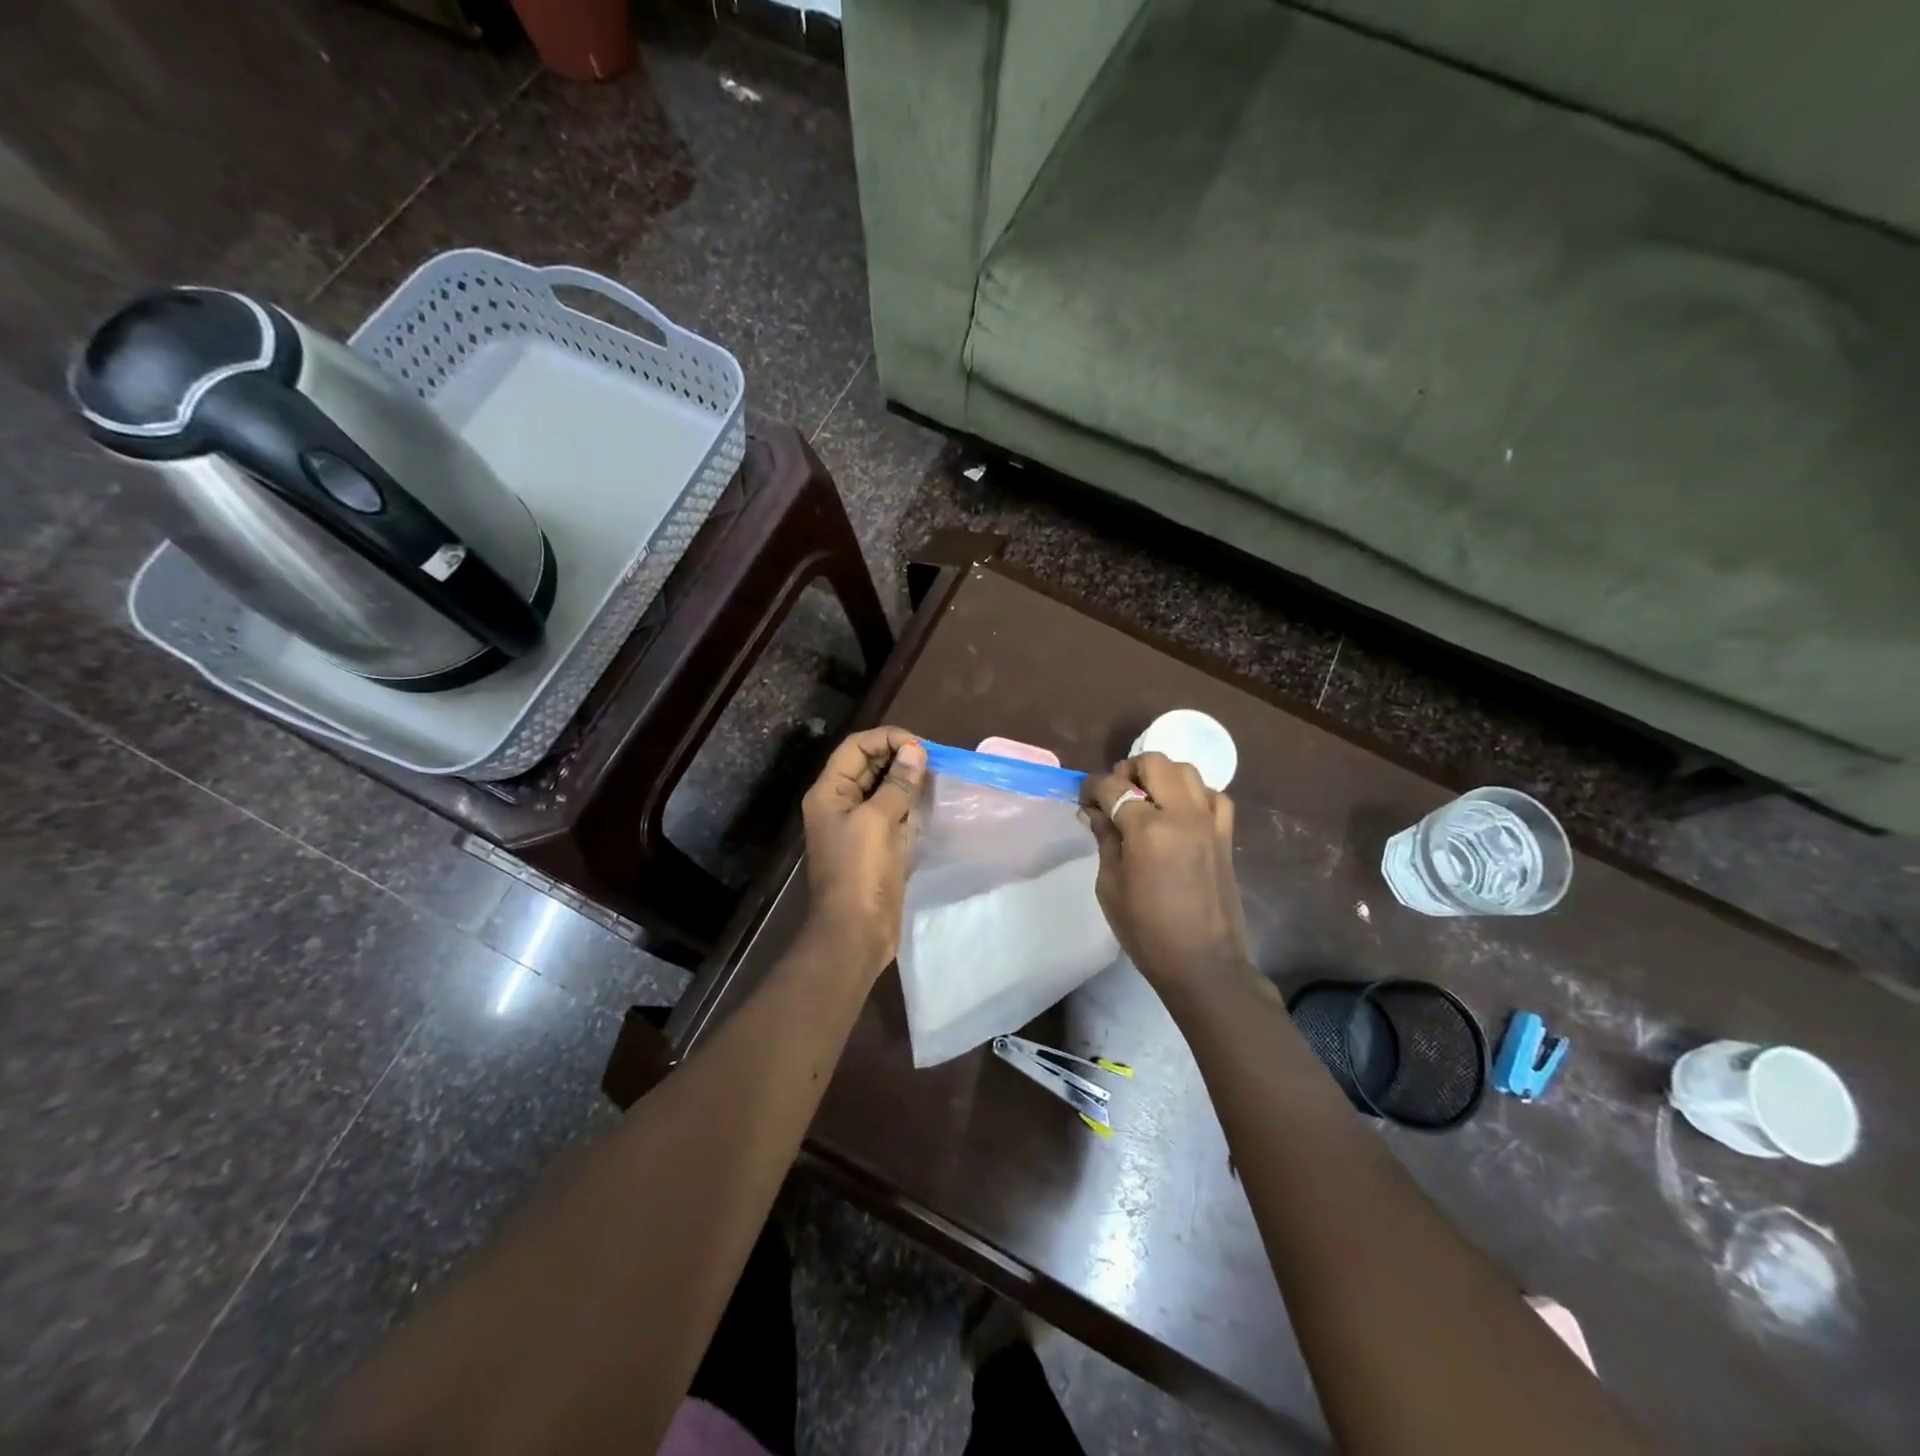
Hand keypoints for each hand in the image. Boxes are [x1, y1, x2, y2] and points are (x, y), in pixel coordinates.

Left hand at [800, 727, 927, 976]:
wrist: (855, 932)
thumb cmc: (860, 873)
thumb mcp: (878, 821)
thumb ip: (897, 784)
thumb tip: (916, 751)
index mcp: (829, 792)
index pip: (856, 747)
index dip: (887, 739)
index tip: (921, 747)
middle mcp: (840, 803)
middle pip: (869, 764)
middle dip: (900, 757)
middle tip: (935, 761)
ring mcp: (858, 825)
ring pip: (884, 788)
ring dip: (908, 779)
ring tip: (937, 776)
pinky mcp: (876, 844)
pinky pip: (893, 812)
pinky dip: (911, 803)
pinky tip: (931, 801)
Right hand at [1081, 753, 1253, 1004]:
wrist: (1203, 964)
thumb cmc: (1146, 930)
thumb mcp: (1110, 885)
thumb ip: (1104, 839)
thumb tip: (1093, 811)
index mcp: (1147, 829)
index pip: (1112, 787)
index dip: (1091, 788)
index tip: (1083, 798)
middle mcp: (1182, 814)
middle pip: (1154, 763)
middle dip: (1128, 770)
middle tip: (1115, 794)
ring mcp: (1209, 822)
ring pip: (1187, 771)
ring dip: (1161, 776)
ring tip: (1147, 799)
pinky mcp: (1225, 835)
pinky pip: (1214, 796)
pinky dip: (1194, 794)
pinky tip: (1180, 812)